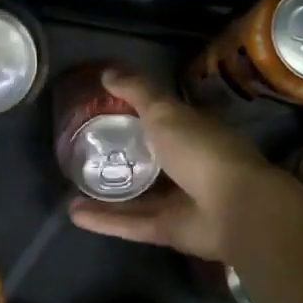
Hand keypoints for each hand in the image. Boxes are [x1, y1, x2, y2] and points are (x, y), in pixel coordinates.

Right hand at [66, 65, 299, 260]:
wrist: (234, 208)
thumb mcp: (165, 112)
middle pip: (148, 162)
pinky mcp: (167, 230)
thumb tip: (107, 72)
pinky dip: (103, 220)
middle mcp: (187, 167)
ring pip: (135, 197)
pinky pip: (130, 223)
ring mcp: (178, 201)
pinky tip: (72, 213)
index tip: (103, 112)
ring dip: (104, 193)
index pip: (162, 121)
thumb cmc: (201, 150)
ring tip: (68, 187)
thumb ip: (137, 92)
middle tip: (81, 153)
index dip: (135, 116)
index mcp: (192, 133)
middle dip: (119, 158)